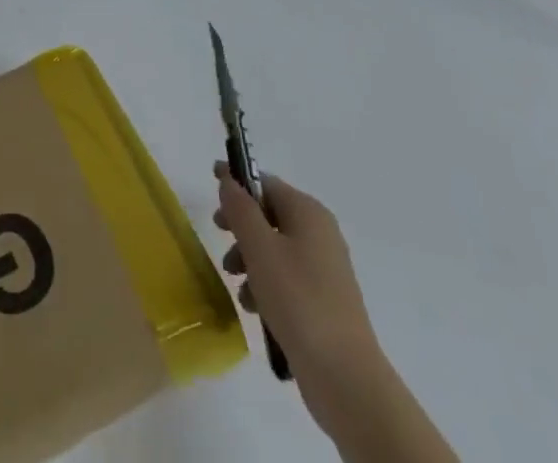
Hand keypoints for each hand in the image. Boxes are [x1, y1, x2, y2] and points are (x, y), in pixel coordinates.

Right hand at [214, 164, 379, 403]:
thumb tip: (229, 180)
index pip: (265, 183)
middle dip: (240, 226)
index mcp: (308, 212)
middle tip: (219, 236)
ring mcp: (324, 269)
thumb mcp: (260, 248)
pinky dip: (266, 284)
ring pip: (275, 249)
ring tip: (236, 283)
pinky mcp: (323, 300)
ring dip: (249, 259)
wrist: (345, 377)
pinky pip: (286, 277)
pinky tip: (254, 307)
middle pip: (269, 215)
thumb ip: (240, 208)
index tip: (211, 180)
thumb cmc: (298, 300)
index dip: (237, 181)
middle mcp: (320, 233)